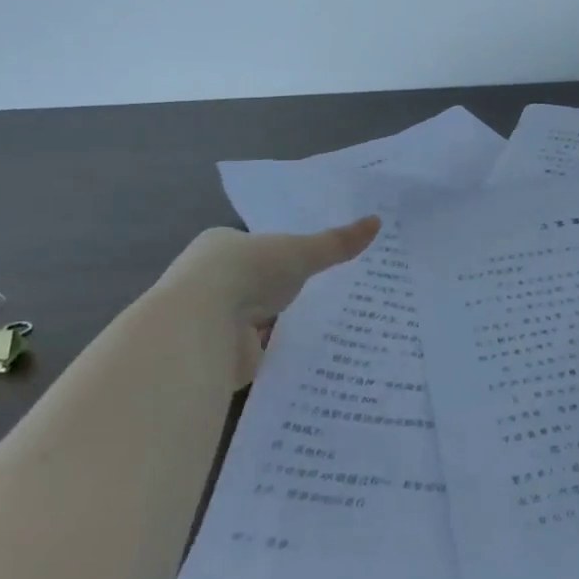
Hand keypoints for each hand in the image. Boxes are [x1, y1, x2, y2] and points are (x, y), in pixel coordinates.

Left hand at [164, 216, 380, 386]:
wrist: (201, 327)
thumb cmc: (246, 273)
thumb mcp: (300, 251)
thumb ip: (335, 243)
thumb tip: (377, 222)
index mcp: (222, 247)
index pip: (258, 248)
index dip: (286, 255)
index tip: (318, 264)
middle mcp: (212, 281)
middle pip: (259, 285)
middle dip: (287, 292)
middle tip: (334, 295)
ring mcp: (214, 321)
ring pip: (259, 320)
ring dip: (282, 324)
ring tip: (331, 326)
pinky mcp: (221, 356)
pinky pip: (258, 352)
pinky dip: (279, 353)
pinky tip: (309, 354)